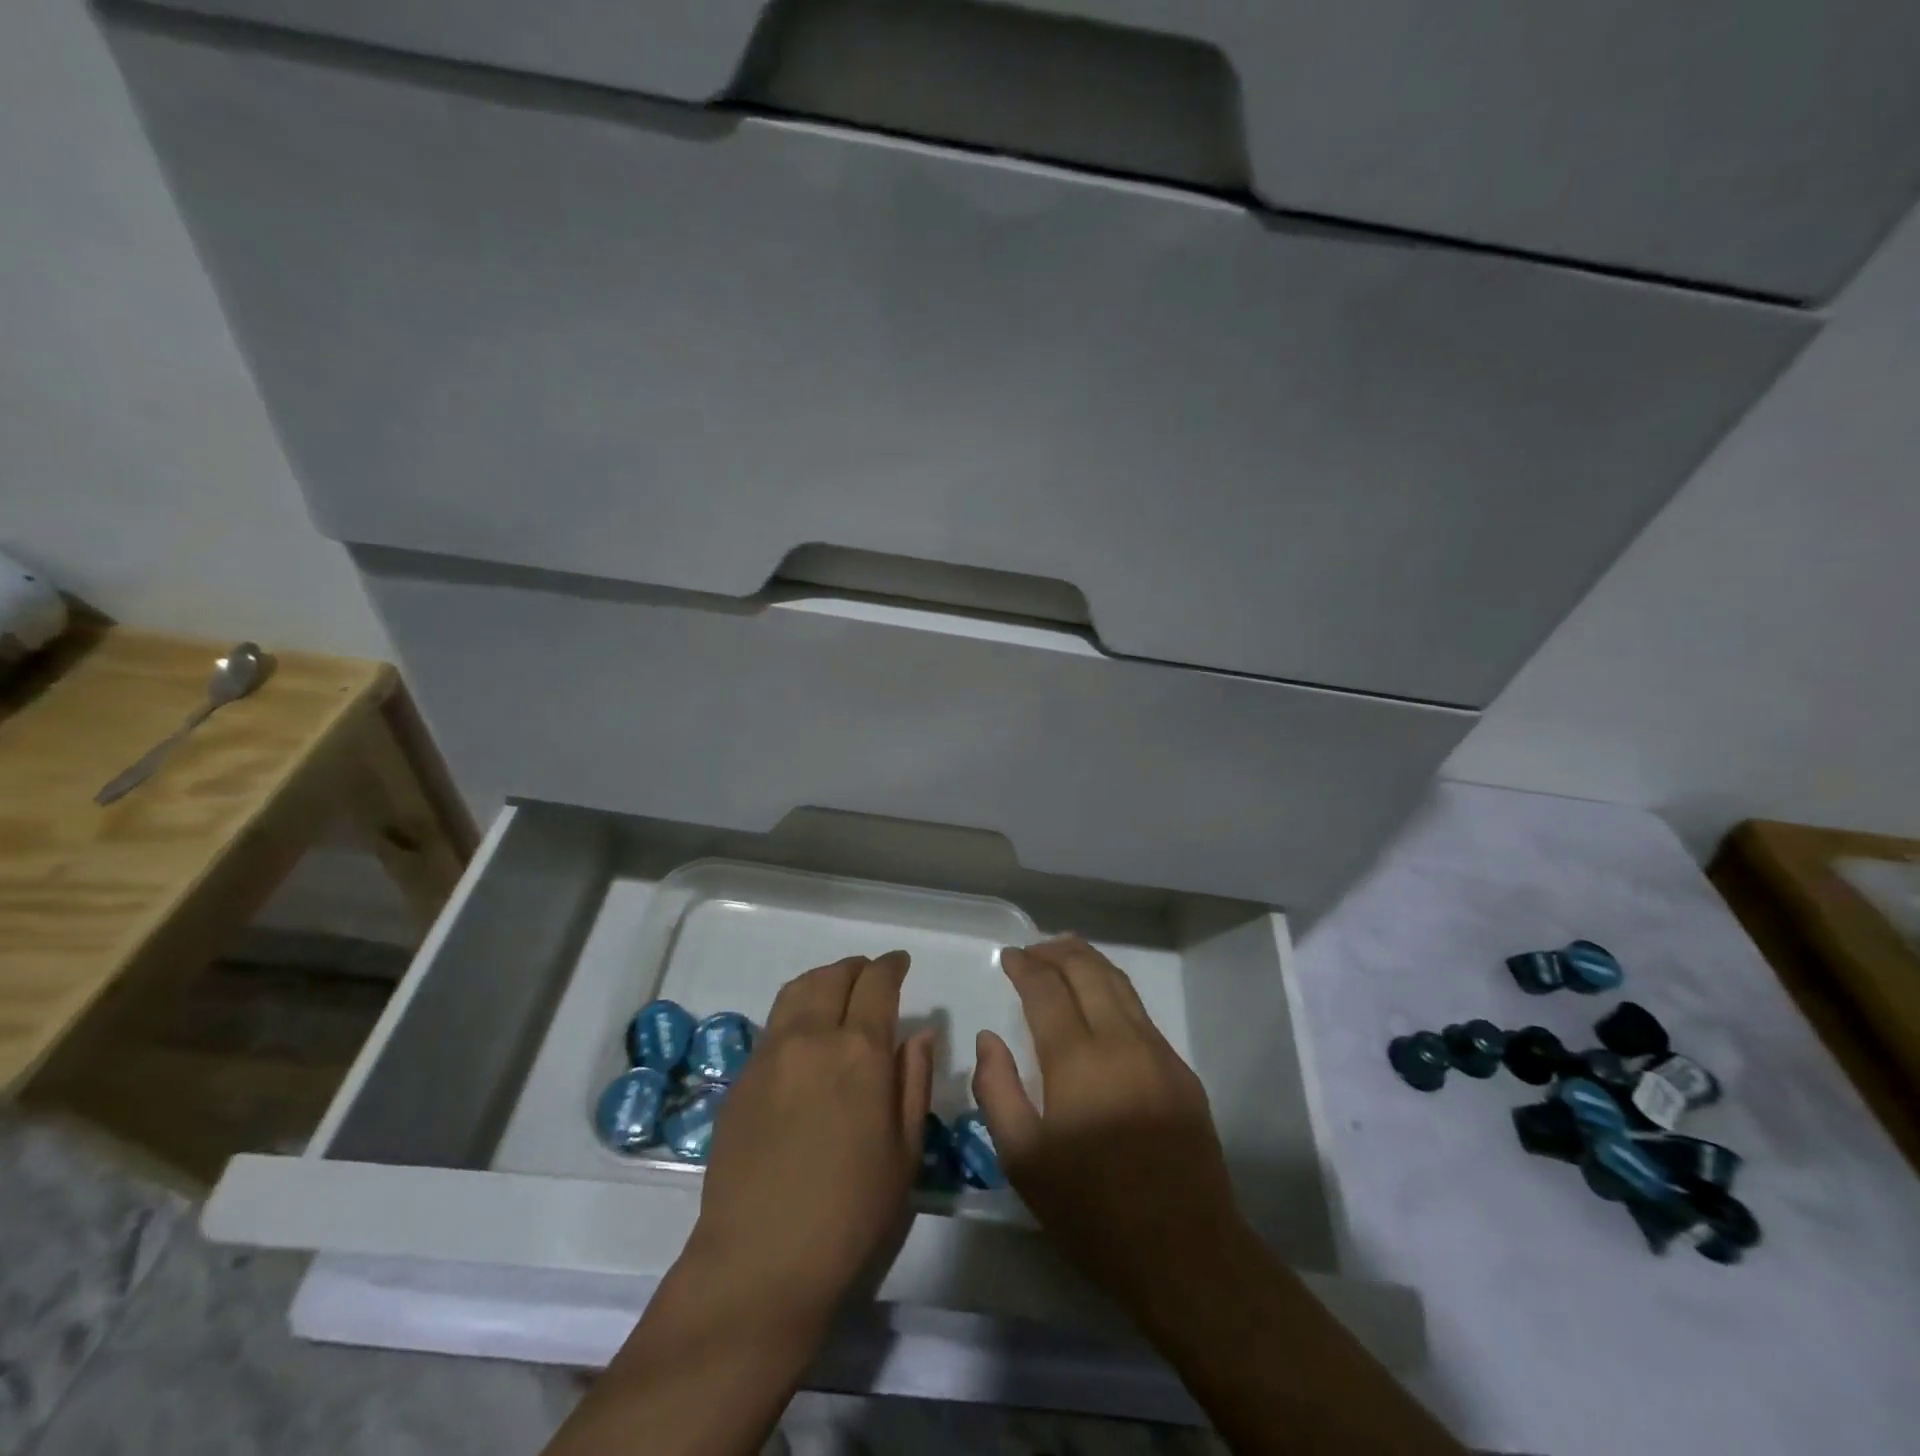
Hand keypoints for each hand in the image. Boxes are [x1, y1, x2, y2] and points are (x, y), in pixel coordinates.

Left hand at [687, 951, 932, 1321]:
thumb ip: (913, 1080)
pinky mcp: (741, 1079)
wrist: (760, 1262)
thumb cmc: (851, 1214)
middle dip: (856, 968)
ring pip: (797, 991)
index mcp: (859, 1051)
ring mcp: (769, 1055)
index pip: (877, 984)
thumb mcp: (904, 1151)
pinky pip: (773, 1025)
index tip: (900, 962)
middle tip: (871, 975)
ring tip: (836, 991)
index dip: (891, 966)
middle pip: (833, 976)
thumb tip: (920, 1032)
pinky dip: (796, 1011)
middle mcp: (811, 1038)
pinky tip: (804, 1037)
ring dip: (822, 980)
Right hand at [971, 936, 1245, 1309]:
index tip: (1008, 957)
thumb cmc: (1093, 1211)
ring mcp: (1158, 1052)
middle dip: (1057, 951)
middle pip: (1088, 971)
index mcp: (1078, 1060)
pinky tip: (1101, 1002)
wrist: (1185, 1252)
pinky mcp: (1181, 1071)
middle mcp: (1121, 1041)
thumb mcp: (1024, 1160)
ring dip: (1088, 962)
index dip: (1025, 966)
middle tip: (1033, 949)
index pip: (1047, 989)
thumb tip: (988, 1039)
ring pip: (1120, 984)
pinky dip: (1113, 990)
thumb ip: (997, 1090)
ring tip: (1064, 954)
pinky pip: (1140, 1012)